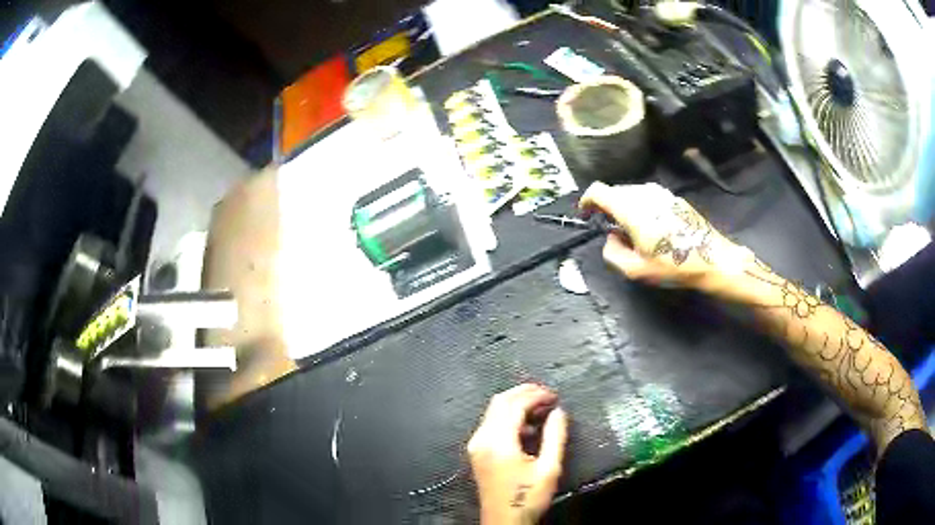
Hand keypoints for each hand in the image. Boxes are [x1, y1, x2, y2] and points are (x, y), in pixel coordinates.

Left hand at [468, 384, 568, 524]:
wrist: (504, 522)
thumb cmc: (528, 498)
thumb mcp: (549, 468)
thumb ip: (555, 436)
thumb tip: (558, 411)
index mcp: (498, 442)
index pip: (514, 405)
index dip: (536, 395)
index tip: (555, 396)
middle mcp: (482, 438)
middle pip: (500, 402)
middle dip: (524, 393)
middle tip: (548, 396)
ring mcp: (476, 445)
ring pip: (493, 411)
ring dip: (516, 404)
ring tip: (541, 408)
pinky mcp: (477, 452)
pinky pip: (491, 423)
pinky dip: (508, 417)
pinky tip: (527, 426)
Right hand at [579, 182, 754, 297]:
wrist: (711, 258)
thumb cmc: (673, 265)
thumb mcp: (636, 270)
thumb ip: (612, 253)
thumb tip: (611, 238)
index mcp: (631, 209)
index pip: (598, 190)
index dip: (587, 200)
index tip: (586, 213)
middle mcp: (644, 193)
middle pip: (615, 191)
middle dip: (607, 207)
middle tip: (611, 229)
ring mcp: (661, 193)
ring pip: (633, 193)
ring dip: (626, 207)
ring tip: (633, 231)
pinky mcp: (674, 197)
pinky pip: (649, 197)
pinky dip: (642, 208)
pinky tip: (653, 228)